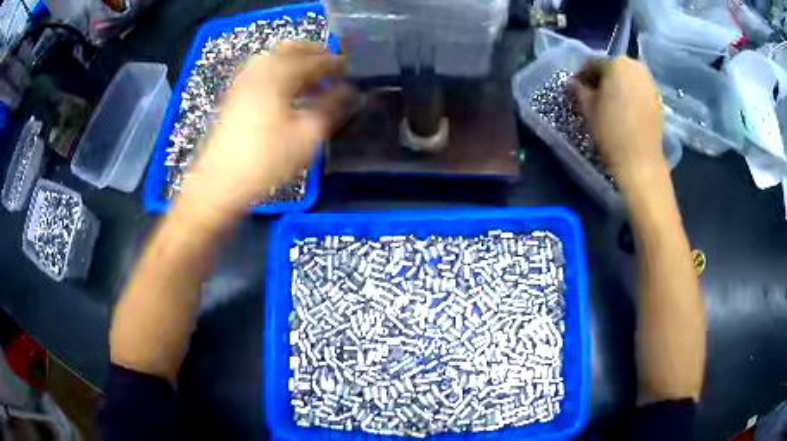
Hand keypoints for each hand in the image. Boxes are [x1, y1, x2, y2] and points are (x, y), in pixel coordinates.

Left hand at [181, 41, 350, 212]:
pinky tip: (286, 87)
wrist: (220, 182)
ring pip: (274, 56)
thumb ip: (330, 108)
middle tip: (331, 65)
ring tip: (311, 77)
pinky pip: (261, 69)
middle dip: (313, 52)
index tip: (349, 69)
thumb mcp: (306, 137)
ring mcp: (244, 81)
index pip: (313, 60)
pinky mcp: (235, 93)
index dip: (334, 63)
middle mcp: (260, 70)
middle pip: (290, 48)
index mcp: (279, 76)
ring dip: (296, 60)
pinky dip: (279, 69)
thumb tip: (347, 92)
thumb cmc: (265, 161)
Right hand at [569, 56, 664, 183]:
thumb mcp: (587, 107)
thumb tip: (573, 83)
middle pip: (613, 68)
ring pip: (628, 79)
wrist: (640, 161)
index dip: (582, 75)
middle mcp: (636, 66)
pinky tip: (626, 112)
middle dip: (602, 79)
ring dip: (618, 87)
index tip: (577, 88)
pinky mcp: (658, 99)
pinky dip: (631, 96)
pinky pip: (639, 90)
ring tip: (611, 105)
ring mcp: (650, 83)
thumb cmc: (610, 130)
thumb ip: (579, 89)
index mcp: (616, 63)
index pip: (593, 62)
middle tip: (594, 96)